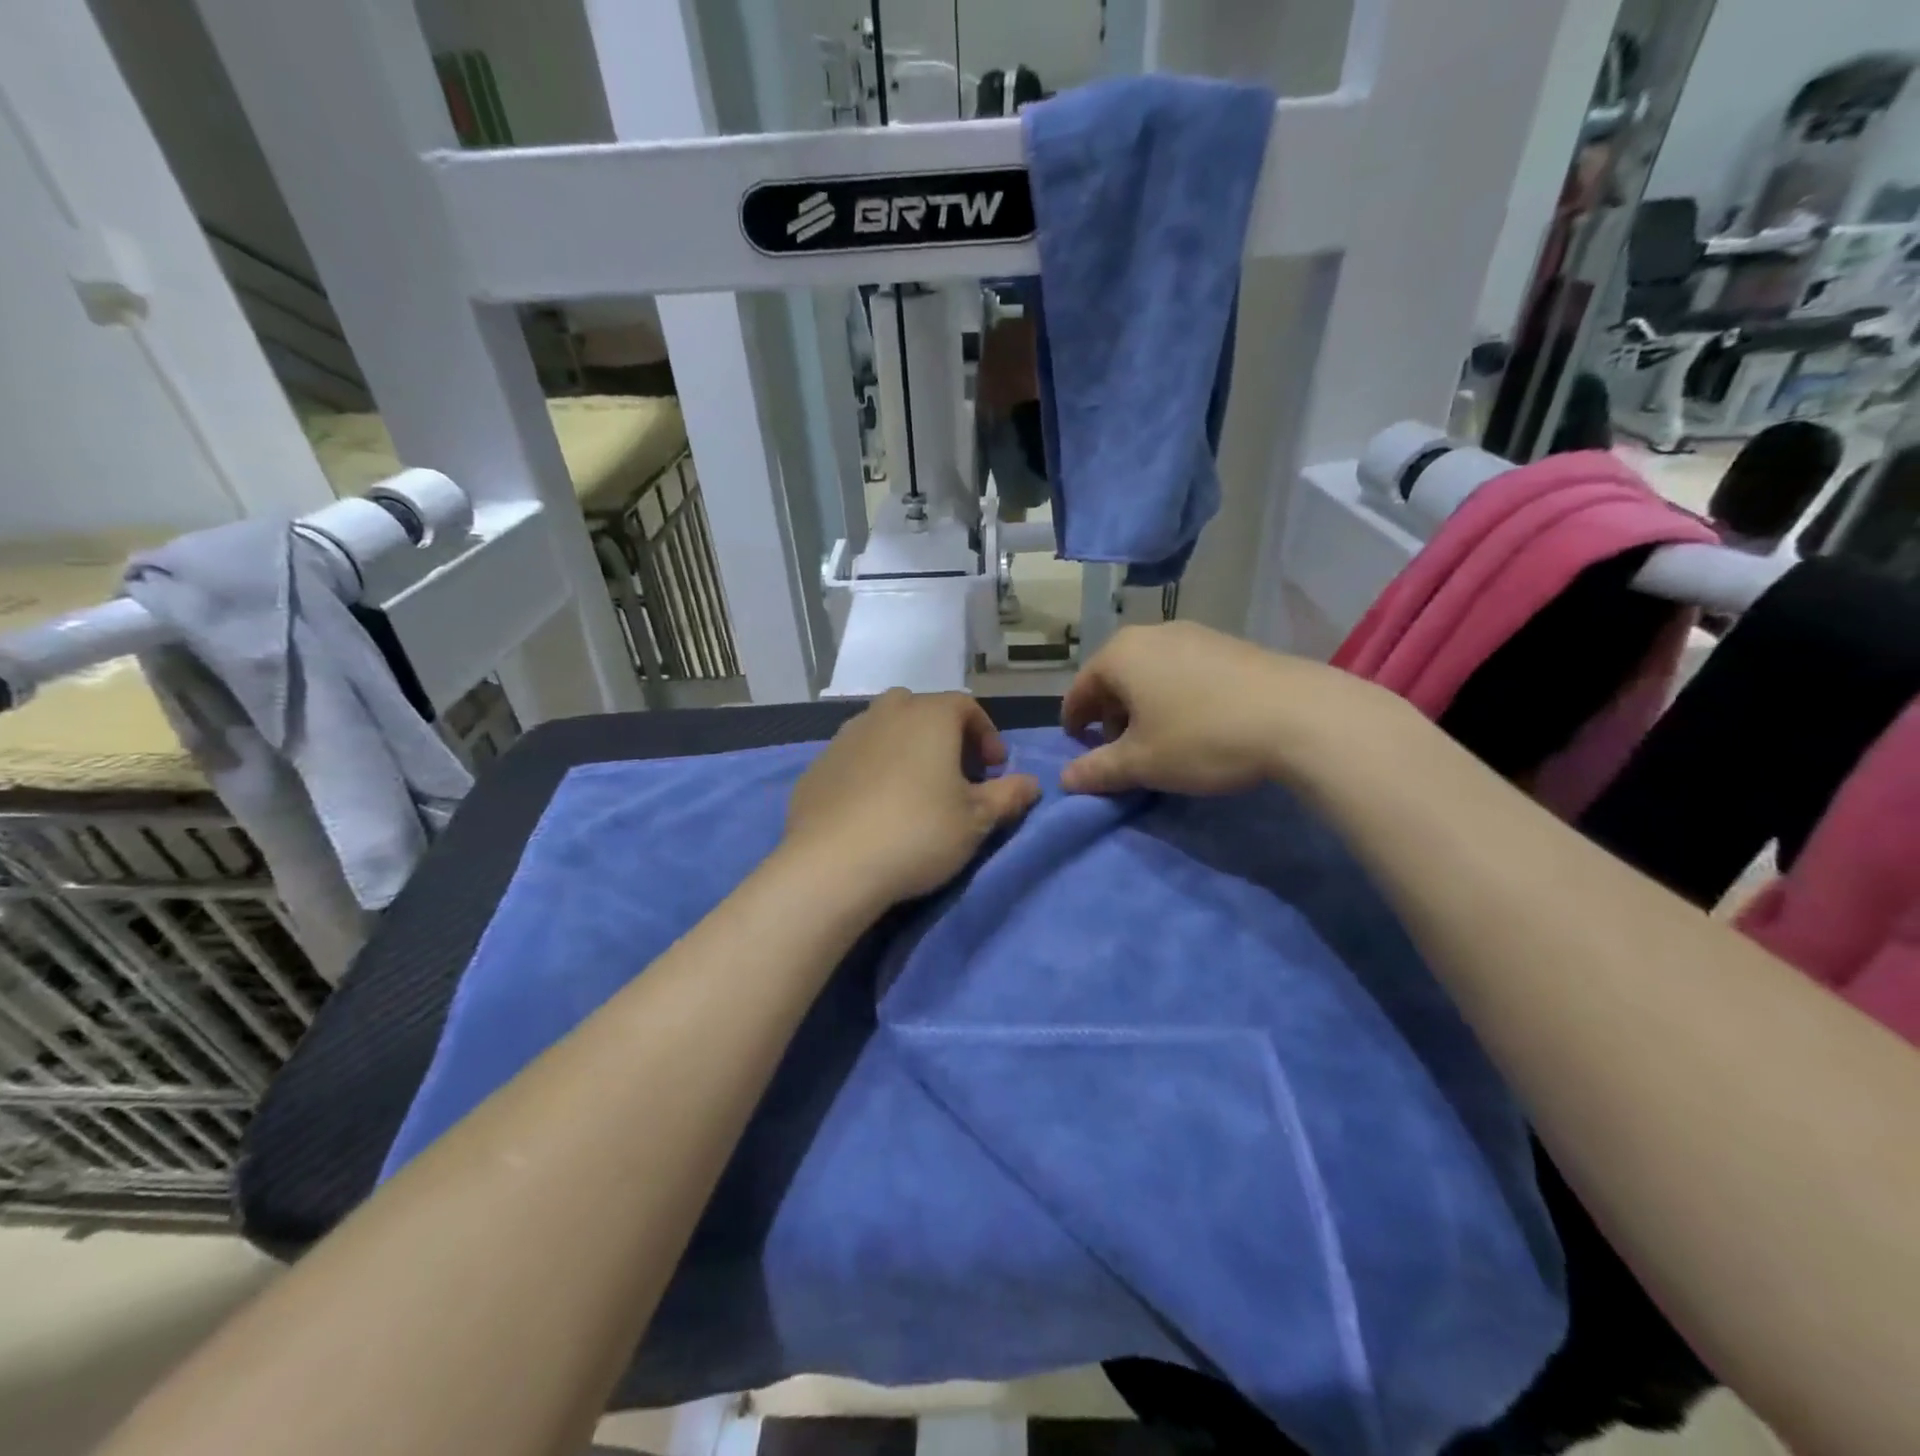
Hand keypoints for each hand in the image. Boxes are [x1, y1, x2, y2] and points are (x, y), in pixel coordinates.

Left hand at [783, 689, 1041, 905]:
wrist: (833, 864)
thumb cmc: (918, 833)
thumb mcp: (977, 820)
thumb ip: (1009, 796)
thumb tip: (1032, 783)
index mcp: (928, 716)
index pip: (966, 706)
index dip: (986, 735)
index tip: (995, 770)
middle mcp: (885, 714)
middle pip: (922, 710)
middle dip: (944, 736)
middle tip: (956, 774)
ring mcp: (845, 737)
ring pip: (884, 729)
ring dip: (905, 749)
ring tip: (914, 790)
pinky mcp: (817, 765)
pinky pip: (855, 756)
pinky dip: (871, 769)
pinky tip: (873, 807)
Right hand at [1060, 623, 1399, 796]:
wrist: (1300, 716)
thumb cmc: (1202, 738)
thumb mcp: (1143, 763)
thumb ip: (1097, 770)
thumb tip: (1066, 779)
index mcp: (1120, 655)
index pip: (1080, 689)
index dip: (1074, 722)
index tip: (1078, 749)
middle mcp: (1152, 634)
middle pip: (1115, 676)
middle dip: (1110, 714)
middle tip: (1119, 749)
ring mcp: (1194, 634)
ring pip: (1150, 671)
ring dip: (1143, 705)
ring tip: (1159, 739)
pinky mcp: (1229, 644)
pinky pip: (1183, 669)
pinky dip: (1174, 695)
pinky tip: (1196, 723)